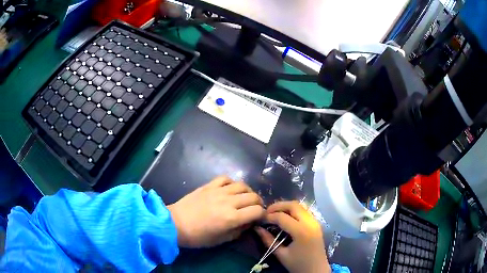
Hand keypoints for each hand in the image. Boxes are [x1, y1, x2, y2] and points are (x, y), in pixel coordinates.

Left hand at [167, 176, 264, 247]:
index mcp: (232, 218)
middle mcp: (228, 202)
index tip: (259, 218)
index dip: (262, 214)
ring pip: (242, 185)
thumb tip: (249, 223)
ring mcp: (218, 191)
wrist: (175, 223)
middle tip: (254, 209)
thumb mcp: (221, 240)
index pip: (257, 211)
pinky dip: (232, 183)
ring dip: (248, 192)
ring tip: (244, 198)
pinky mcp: (209, 185)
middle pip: (253, 196)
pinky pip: (225, 178)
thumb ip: (239, 231)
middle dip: (258, 203)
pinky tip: (230, 189)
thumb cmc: (198, 236)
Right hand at [255, 201, 330, 272]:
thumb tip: (257, 228)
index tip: (260, 219)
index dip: (269, 216)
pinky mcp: (316, 224)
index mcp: (301, 232)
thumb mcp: (281, 254)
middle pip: (293, 205)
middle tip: (267, 212)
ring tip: (274, 213)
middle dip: (278, 206)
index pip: (282, 217)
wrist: (317, 270)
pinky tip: (285, 217)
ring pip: (300, 206)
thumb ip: (268, 240)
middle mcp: (310, 223)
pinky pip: (304, 211)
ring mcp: (315, 222)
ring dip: (286, 207)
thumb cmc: (298, 265)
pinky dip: (293, 211)